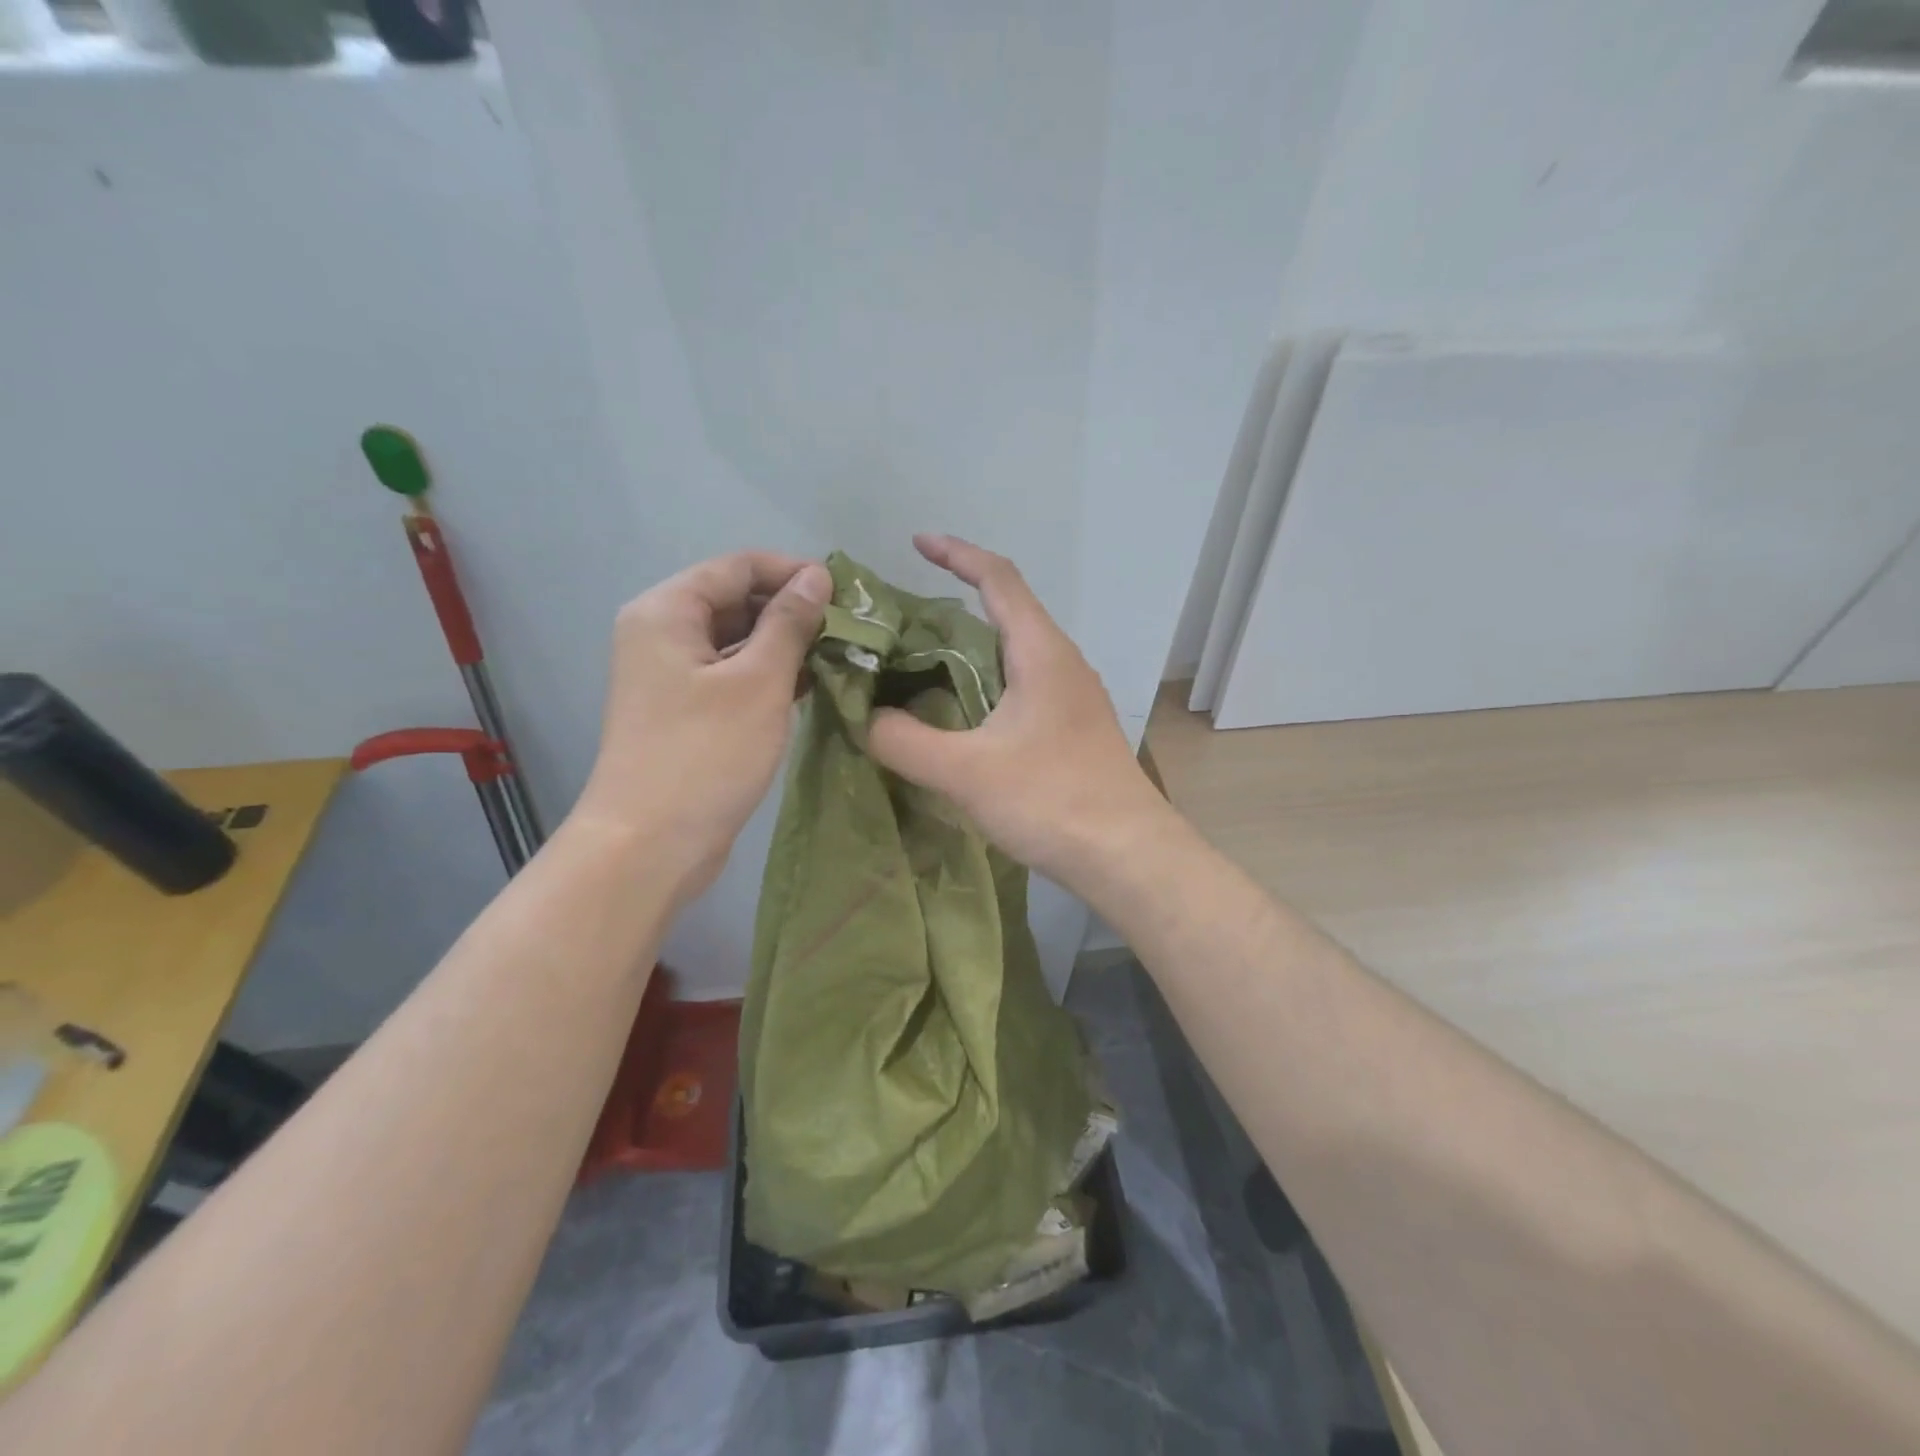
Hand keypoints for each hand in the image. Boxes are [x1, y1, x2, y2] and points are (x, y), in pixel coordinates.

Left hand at [574, 551, 830, 899]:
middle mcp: (662, 633)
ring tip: (839, 656)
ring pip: (736, 640)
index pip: (738, 566)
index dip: (793, 572)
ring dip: (785, 645)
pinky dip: (769, 676)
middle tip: (849, 629)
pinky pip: (731, 675)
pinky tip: (811, 687)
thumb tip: (816, 576)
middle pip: (735, 600)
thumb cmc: (705, 755)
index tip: (846, 594)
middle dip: (792, 610)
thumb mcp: (758, 682)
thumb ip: (789, 623)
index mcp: (667, 611)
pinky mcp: (685, 710)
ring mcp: (671, 675)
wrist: (649, 845)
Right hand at [867, 534, 1168, 889]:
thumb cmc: (1052, 800)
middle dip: (955, 602)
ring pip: (1016, 651)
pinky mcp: (1073, 728)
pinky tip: (961, 712)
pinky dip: (986, 681)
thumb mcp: (966, 772)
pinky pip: (1023, 684)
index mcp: (1042, 652)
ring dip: (971, 646)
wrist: (1128, 855)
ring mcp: (1073, 696)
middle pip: (1008, 611)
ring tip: (921, 662)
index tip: (916, 543)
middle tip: (901, 621)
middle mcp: (1062, 662)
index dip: (957, 554)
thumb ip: (905, 741)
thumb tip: (866, 719)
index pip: (999, 578)